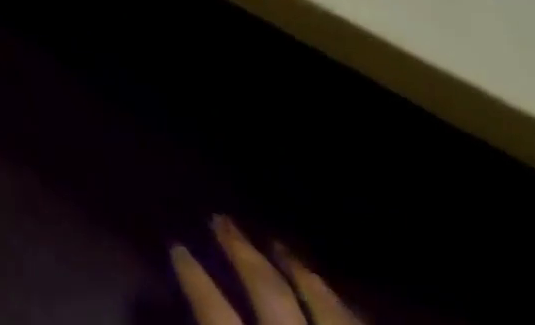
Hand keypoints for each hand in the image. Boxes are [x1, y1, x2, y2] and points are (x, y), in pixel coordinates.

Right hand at [172, 217, 360, 324]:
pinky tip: (333, 293)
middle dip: (244, 253)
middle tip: (221, 219)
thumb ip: (219, 324)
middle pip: (269, 292)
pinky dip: (341, 304)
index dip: (195, 280)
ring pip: (322, 303)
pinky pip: (358, 321)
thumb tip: (190, 310)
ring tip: (279, 245)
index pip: (216, 313)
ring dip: (299, 271)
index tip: (177, 247)